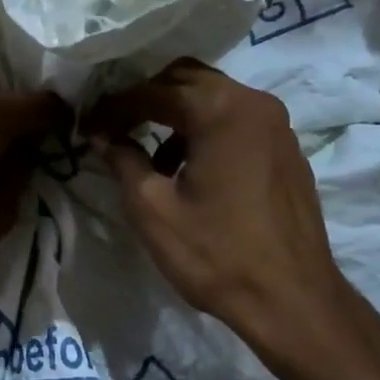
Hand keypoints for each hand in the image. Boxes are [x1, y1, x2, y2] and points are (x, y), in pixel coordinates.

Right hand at [86, 59, 352, 356]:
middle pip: (186, 79)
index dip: (113, 107)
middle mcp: (254, 102)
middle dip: (146, 98)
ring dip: (176, 115)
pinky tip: (188, 170)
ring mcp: (277, 124)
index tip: (86, 125)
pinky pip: (236, 120)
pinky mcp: (287, 148)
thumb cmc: (216, 254)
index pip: (153, 91)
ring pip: (213, 97)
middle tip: (115, 127)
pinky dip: (205, 129)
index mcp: (220, 109)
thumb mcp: (153, 209)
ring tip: (149, 157)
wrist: (292, 300)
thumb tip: (101, 135)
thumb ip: (122, 160)